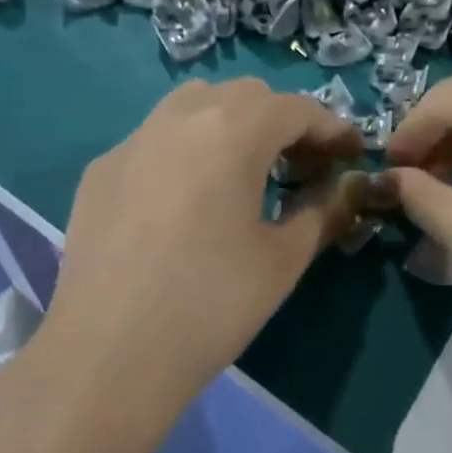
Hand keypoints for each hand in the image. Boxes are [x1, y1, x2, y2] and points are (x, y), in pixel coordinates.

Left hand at [42, 78, 364, 408]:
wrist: (110, 355)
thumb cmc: (212, 305)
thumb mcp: (283, 260)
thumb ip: (323, 211)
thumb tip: (348, 186)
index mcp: (230, 133)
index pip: (295, 108)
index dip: (331, 128)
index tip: (352, 156)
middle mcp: (176, 119)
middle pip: (243, 97)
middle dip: (283, 122)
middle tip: (302, 169)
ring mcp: (130, 143)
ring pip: (192, 107)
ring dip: (231, 126)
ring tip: (246, 176)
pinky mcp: (99, 173)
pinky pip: (154, 141)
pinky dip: (187, 151)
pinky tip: (188, 202)